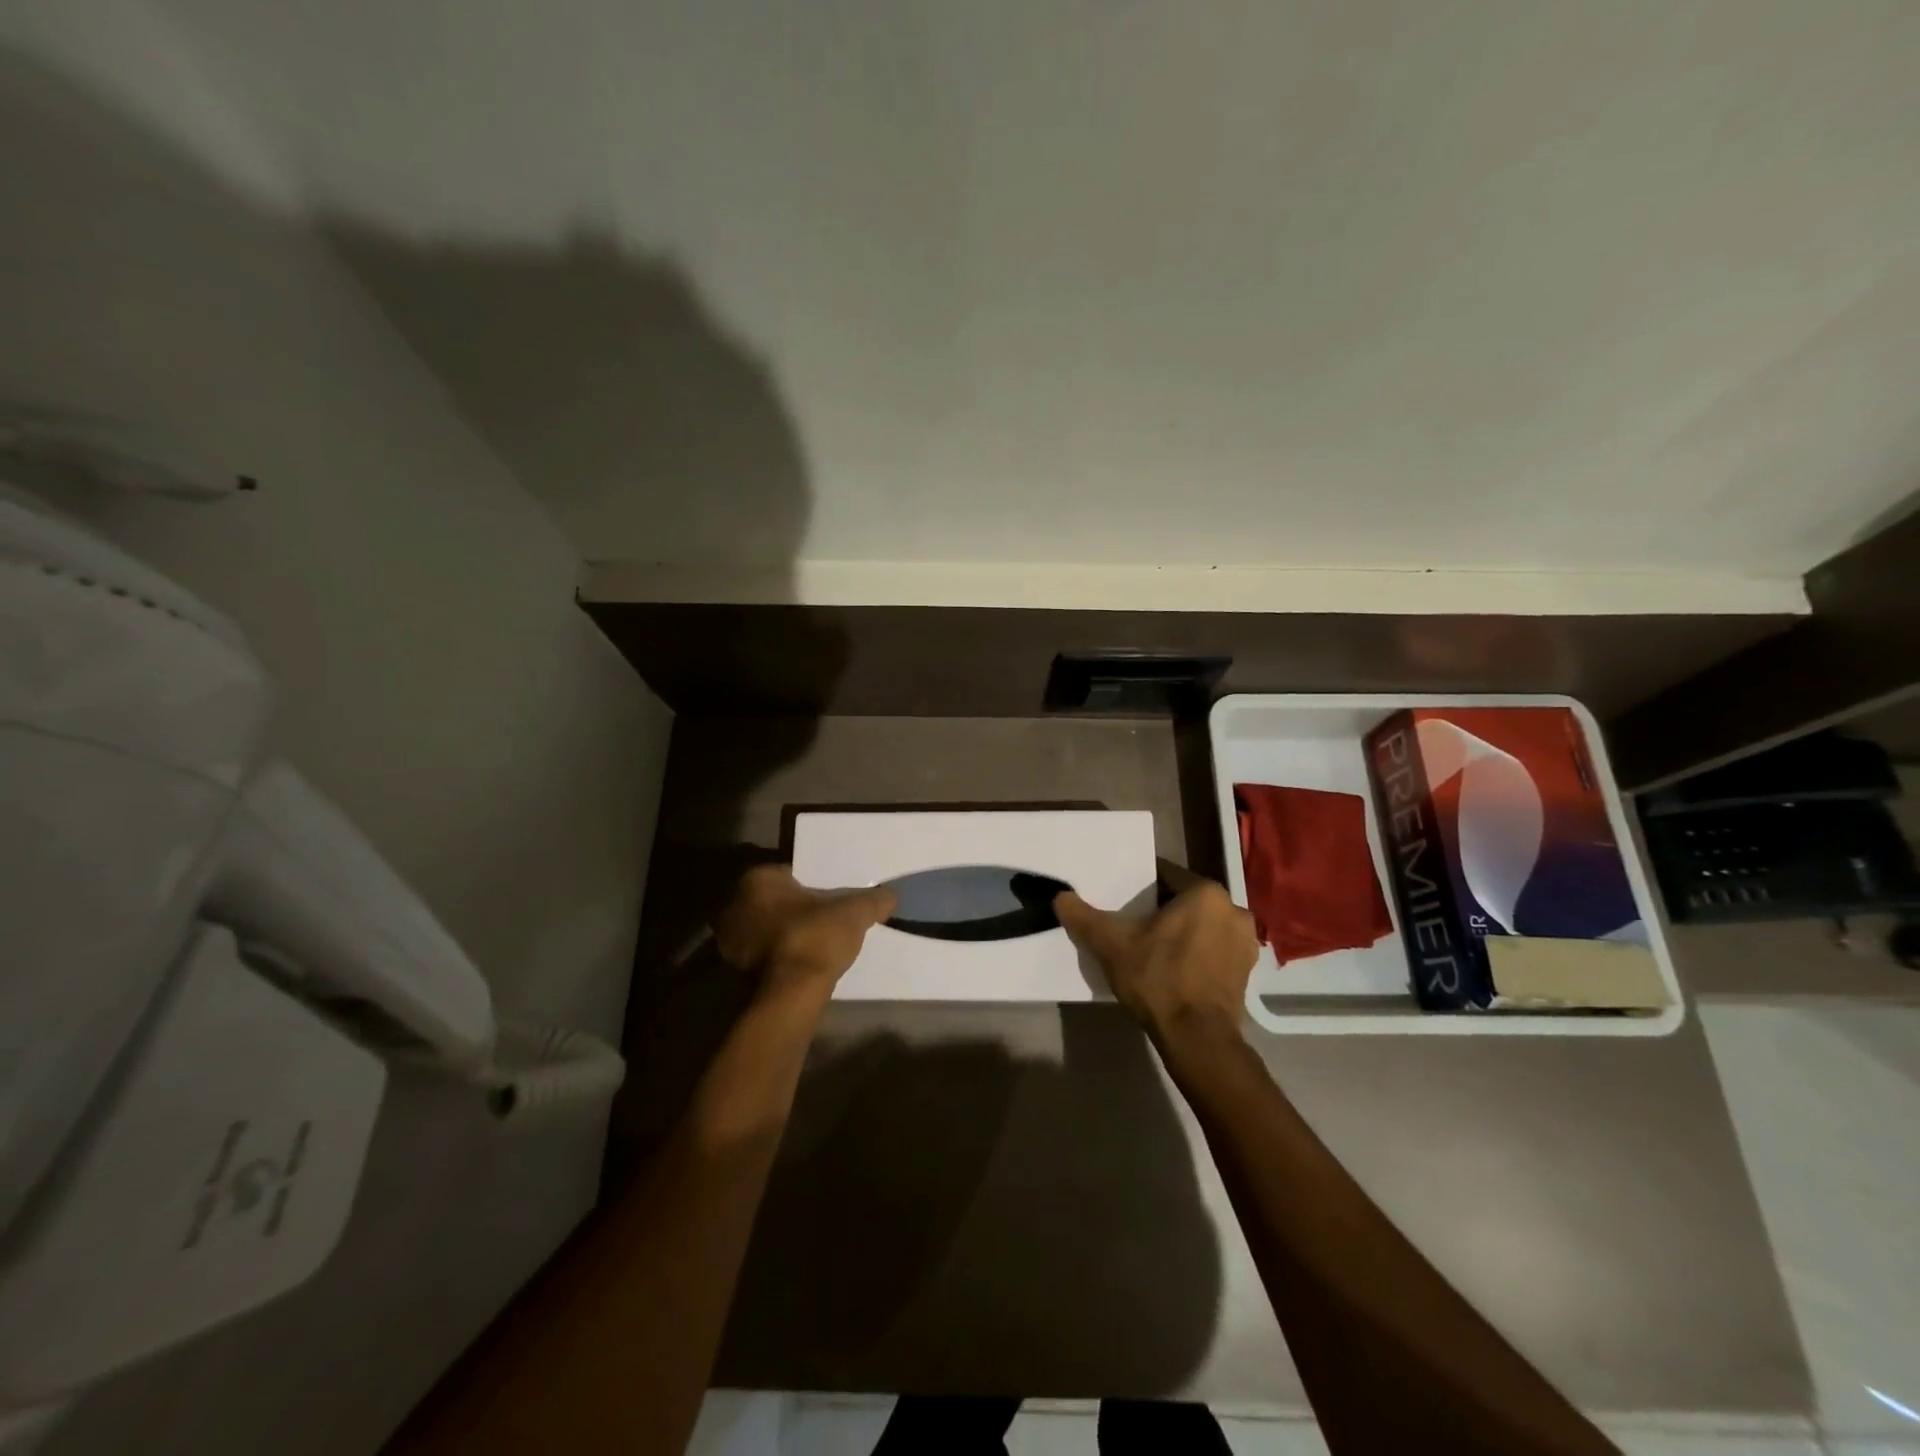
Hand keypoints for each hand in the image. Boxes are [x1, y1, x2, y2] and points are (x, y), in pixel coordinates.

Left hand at [713, 865, 897, 1001]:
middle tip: (826, 917)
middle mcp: (734, 905)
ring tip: (816, 942)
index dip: (814, 883)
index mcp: (757, 881)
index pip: (790, 874)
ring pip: (766, 929)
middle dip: (796, 908)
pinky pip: (762, 955)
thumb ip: (873, 900)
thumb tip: (891, 895)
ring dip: (786, 934)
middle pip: (775, 902)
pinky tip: (802, 963)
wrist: (788, 997)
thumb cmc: (814, 939)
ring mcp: (728, 941)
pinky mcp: (731, 972)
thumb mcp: (854, 913)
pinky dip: (779, 957)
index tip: (832, 895)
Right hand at [1054, 872, 1258, 1040]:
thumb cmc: (1158, 979)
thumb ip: (1084, 917)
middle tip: (1136, 927)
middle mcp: (1233, 909)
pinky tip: (1178, 970)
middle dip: (1164, 910)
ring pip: (1203, 925)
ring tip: (1156, 949)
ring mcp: (1246, 942)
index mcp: (1205, 892)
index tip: (1125, 903)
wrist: (1197, 1038)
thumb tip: (1060, 896)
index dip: (1142, 888)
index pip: (1166, 876)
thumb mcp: (1112, 945)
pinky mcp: (1248, 971)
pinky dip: (1199, 953)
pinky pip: (1216, 949)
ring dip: (1184, 932)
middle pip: (1187, 900)